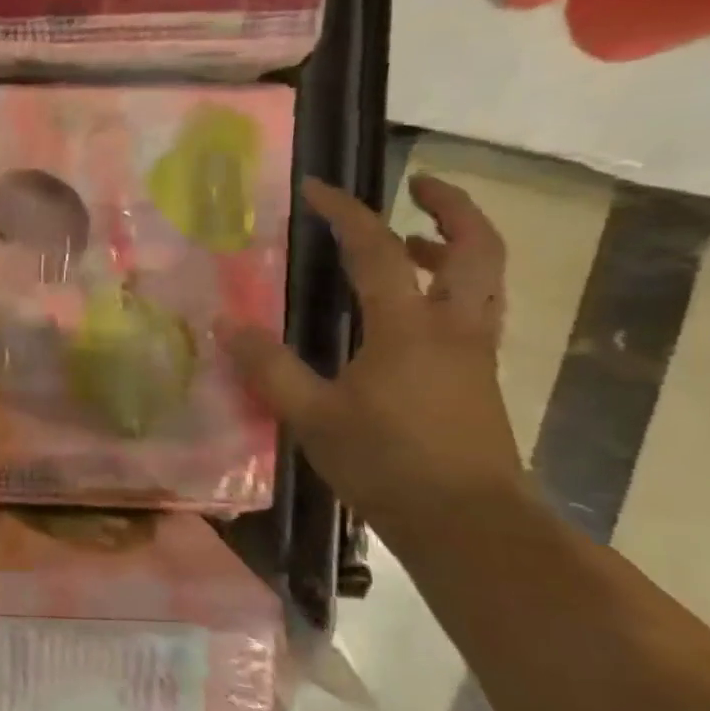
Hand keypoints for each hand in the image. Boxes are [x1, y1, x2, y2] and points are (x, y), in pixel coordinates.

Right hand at [223, 175, 526, 531]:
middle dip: (452, 207)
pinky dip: (452, 288)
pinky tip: (411, 313)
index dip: (345, 213)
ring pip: (485, 280)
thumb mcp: (313, 416)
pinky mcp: (479, 378)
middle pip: (477, 248)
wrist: (469, 524)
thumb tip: (224, 324)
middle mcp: (454, 327)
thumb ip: (269, 367)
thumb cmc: (388, 464)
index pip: (378, 250)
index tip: (315, 188)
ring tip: (412, 243)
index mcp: (409, 327)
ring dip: (456, 247)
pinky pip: (475, 311)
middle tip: (421, 186)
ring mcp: (475, 353)